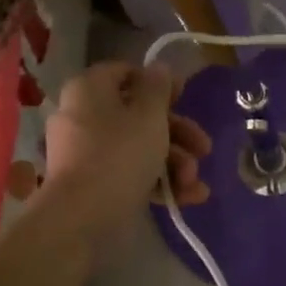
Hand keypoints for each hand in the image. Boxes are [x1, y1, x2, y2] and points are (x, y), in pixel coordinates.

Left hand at [41, 63, 210, 247]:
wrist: (81, 218)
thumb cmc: (120, 154)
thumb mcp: (149, 116)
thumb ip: (158, 88)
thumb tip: (159, 68)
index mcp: (90, 89)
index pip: (126, 73)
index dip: (159, 83)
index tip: (185, 97)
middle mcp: (83, 116)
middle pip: (139, 115)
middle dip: (178, 134)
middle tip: (204, 149)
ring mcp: (86, 152)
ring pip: (139, 147)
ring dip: (175, 162)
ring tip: (194, 182)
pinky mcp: (92, 184)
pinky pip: (129, 173)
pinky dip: (158, 182)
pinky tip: (189, 197)